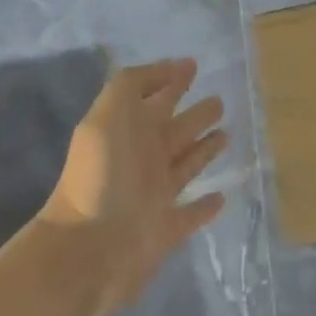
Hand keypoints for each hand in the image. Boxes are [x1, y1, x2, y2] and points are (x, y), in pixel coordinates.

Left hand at [38, 59, 228, 315]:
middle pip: (175, 130)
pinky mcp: (167, 229)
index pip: (155, 98)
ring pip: (186, 165)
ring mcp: (155, 195)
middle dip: (195, 115)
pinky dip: (206, 206)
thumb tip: (169, 68)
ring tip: (226, 135)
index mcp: (129, 131)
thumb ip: (131, 87)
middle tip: (219, 101)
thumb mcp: (107, 117)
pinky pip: (191, 214)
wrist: (89, 251)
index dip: (171, 79)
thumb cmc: (101, 178)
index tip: (192, 64)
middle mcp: (144, 159)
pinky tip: (222, 196)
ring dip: (204, 150)